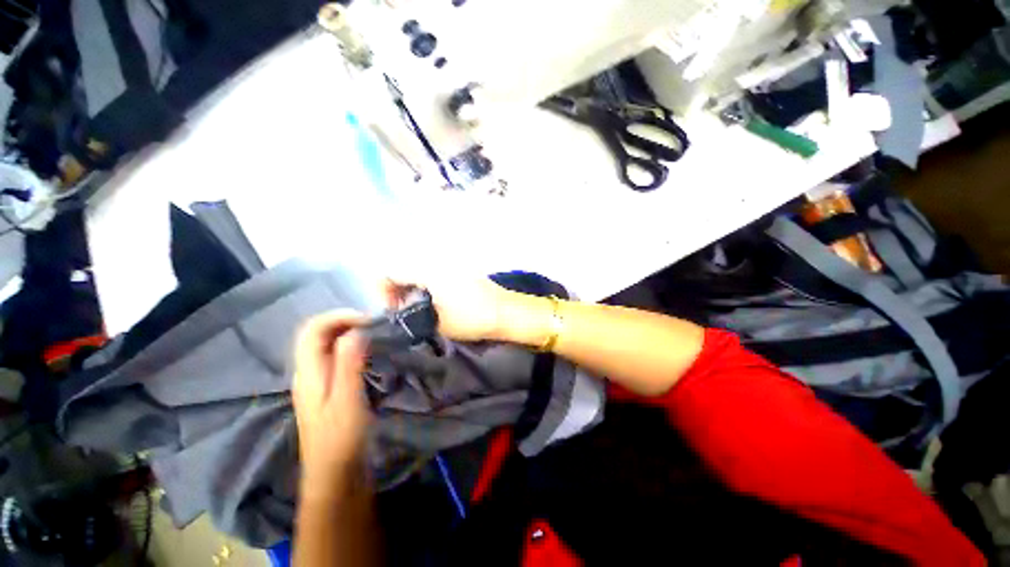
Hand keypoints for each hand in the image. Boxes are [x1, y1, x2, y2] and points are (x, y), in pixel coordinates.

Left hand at [292, 310, 369, 495]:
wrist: (335, 477)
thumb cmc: (341, 440)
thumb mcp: (347, 400)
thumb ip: (349, 364)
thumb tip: (355, 331)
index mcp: (308, 373)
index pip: (313, 329)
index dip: (339, 317)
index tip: (369, 320)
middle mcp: (308, 373)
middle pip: (318, 334)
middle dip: (345, 322)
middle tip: (374, 326)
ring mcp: (318, 382)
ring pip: (327, 346)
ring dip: (349, 334)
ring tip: (375, 335)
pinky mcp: (329, 390)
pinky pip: (336, 358)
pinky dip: (352, 348)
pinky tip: (369, 355)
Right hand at [381, 275, 514, 341]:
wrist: (506, 312)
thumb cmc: (471, 318)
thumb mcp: (436, 322)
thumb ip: (413, 316)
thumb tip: (402, 313)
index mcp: (427, 269)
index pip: (390, 272)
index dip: (384, 292)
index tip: (394, 311)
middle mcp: (437, 260)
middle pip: (405, 268)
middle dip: (398, 289)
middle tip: (405, 311)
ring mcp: (452, 263)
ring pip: (420, 270)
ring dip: (414, 287)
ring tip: (420, 308)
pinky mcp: (463, 269)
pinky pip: (435, 272)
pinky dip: (428, 284)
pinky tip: (437, 301)